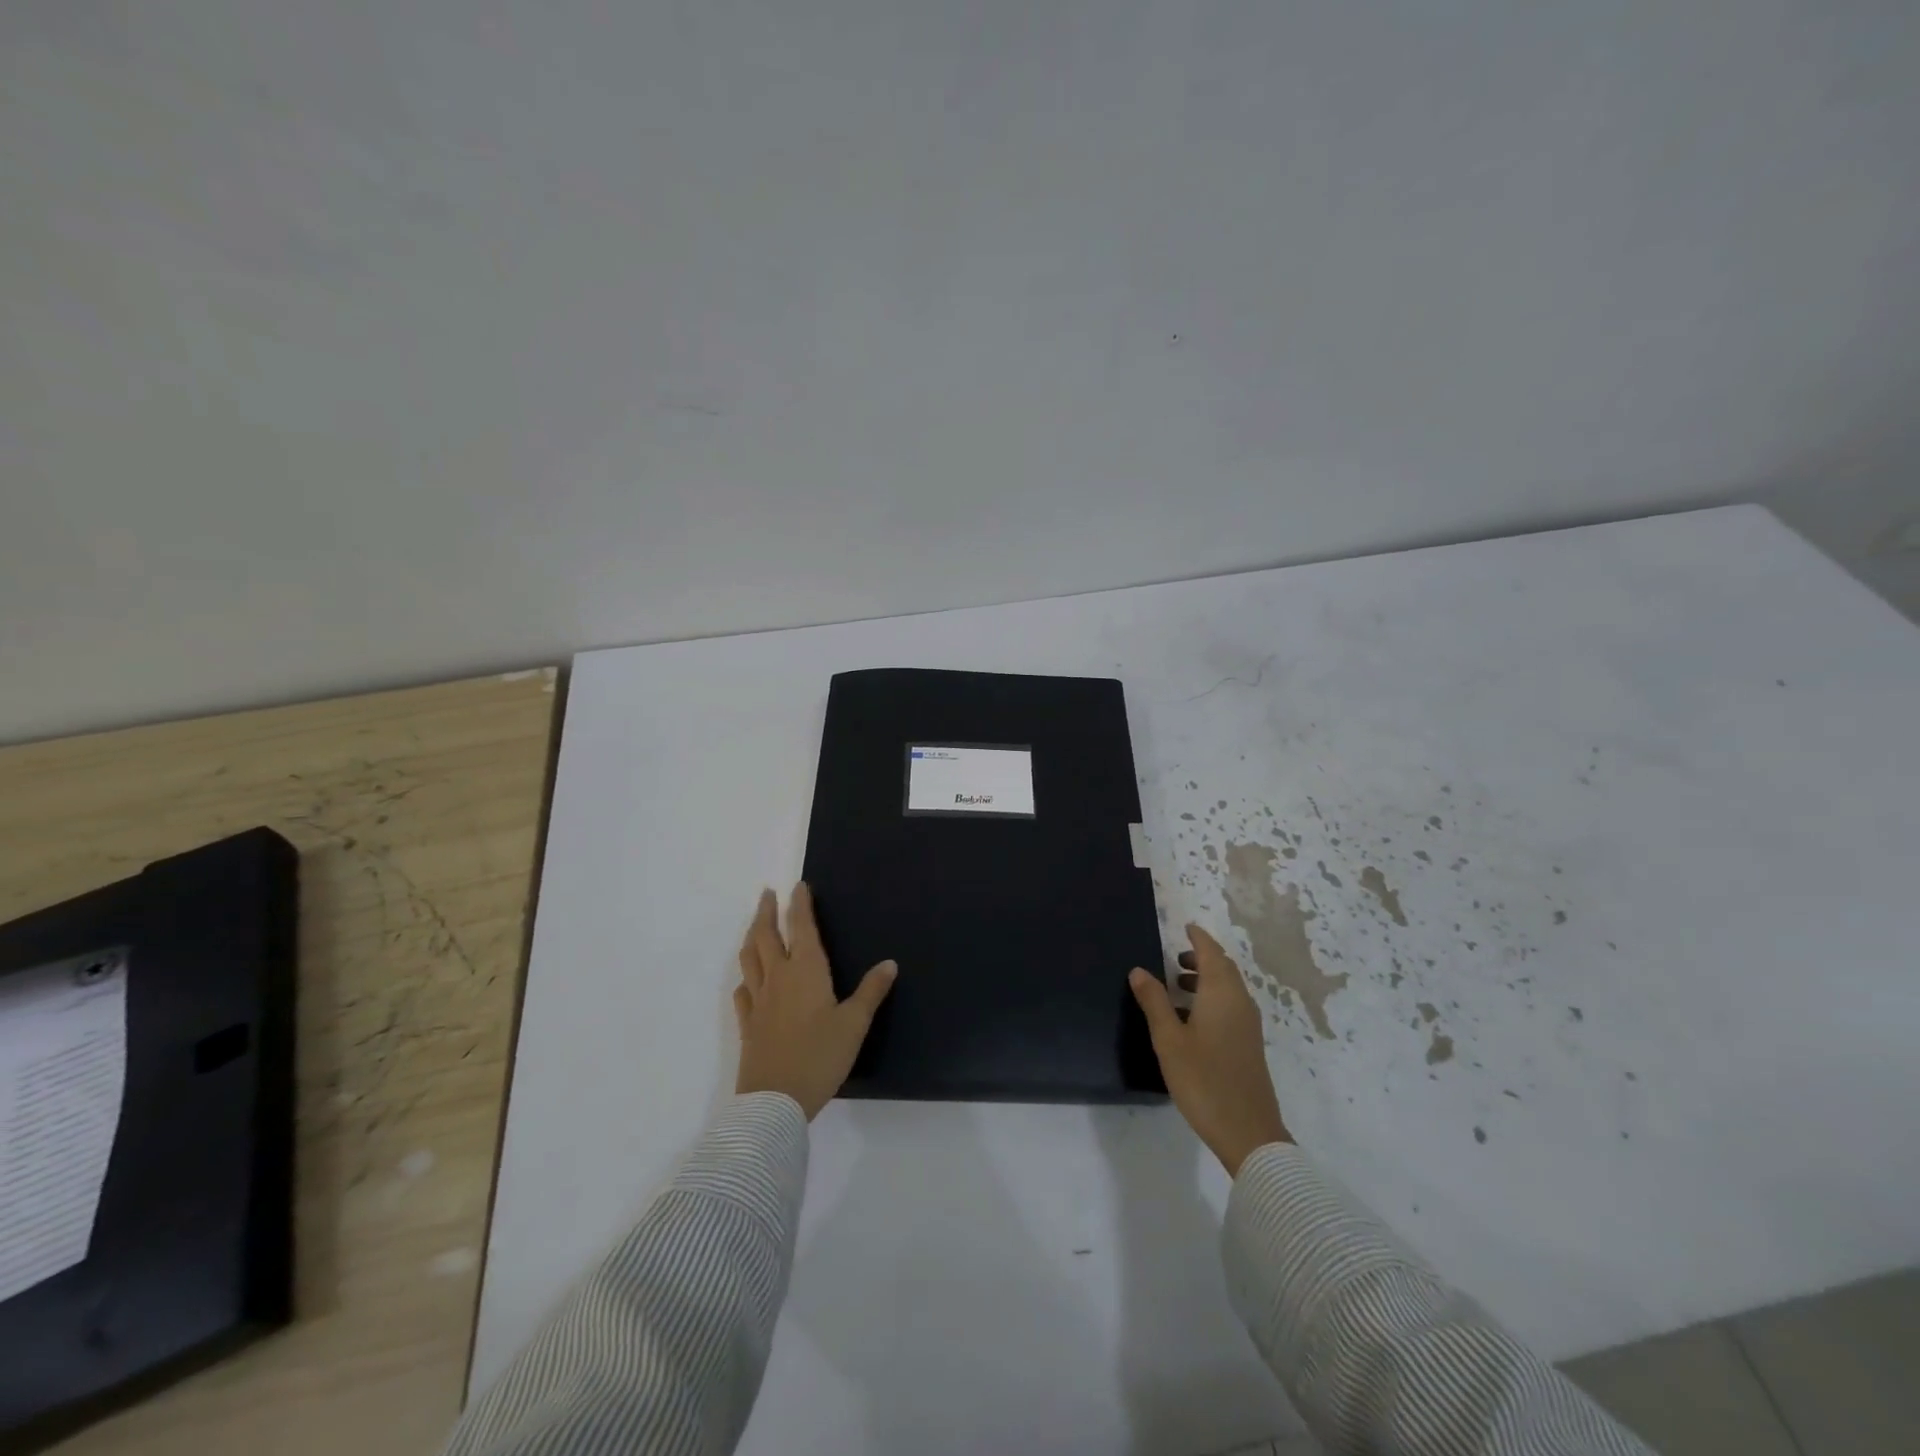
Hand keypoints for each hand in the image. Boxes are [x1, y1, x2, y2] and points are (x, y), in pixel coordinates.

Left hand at [734, 884, 896, 1119]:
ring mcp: (759, 1001)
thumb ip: (871, 991)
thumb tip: (889, 962)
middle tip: (768, 894)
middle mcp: (778, 978)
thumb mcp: (854, 1023)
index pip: (801, 927)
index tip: (798, 886)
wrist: (775, 1101)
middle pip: (766, 936)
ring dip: (751, 936)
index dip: (800, 905)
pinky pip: (743, 991)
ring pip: (749, 958)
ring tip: (755, 925)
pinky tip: (747, 980)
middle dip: (767, 912)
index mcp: (806, 970)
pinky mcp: (748, 1024)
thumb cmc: (820, 1056)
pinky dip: (745, 977)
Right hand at [1130, 923, 1290, 1175]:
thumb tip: (1139, 970)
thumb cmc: (1203, 1080)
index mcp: (1221, 994)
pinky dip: (1212, 999)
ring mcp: (1248, 1025)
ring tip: (1177, 986)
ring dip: (1206, 980)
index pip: (1212, 953)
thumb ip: (1154, 1001)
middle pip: (1223, 969)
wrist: (1248, 1132)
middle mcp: (1240, 1002)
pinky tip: (1191, 1019)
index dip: (1198, 938)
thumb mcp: (1168, 1039)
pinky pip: (1231, 1006)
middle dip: (1201, 958)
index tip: (1185, 927)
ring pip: (1228, 989)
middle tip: (1175, 958)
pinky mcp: (1249, 1045)